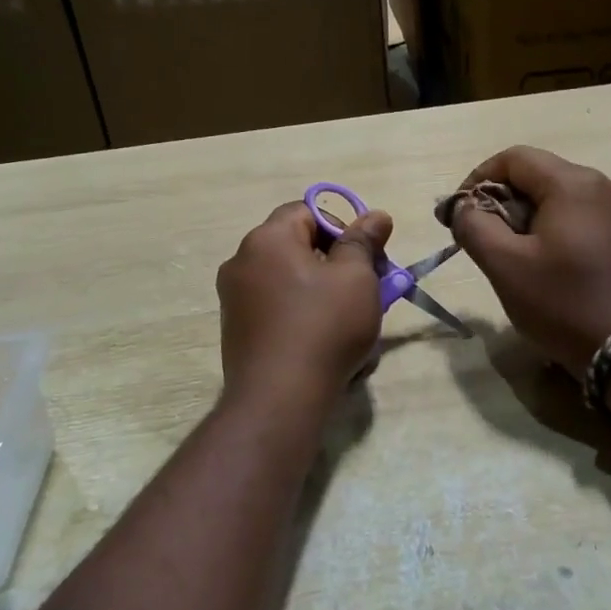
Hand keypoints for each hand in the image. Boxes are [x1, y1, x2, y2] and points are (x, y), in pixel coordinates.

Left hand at [217, 201, 394, 405]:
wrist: (279, 399)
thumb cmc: (324, 326)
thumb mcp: (357, 278)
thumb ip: (364, 241)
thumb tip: (375, 215)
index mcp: (267, 239)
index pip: (308, 210)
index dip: (344, 226)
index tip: (369, 256)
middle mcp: (241, 261)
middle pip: (297, 245)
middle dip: (336, 262)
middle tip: (368, 287)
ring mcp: (234, 297)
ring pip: (289, 279)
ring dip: (322, 290)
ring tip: (351, 319)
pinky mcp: (236, 329)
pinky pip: (277, 307)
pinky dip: (302, 313)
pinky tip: (324, 341)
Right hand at [448, 147, 610, 373]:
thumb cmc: (562, 303)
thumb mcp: (505, 265)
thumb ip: (473, 226)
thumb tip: (461, 206)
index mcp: (573, 183)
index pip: (514, 158)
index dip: (478, 178)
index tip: (460, 213)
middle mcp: (601, 184)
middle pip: (537, 174)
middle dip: (501, 200)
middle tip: (481, 238)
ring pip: (555, 195)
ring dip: (524, 215)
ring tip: (509, 253)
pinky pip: (576, 214)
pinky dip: (549, 226)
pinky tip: (541, 260)